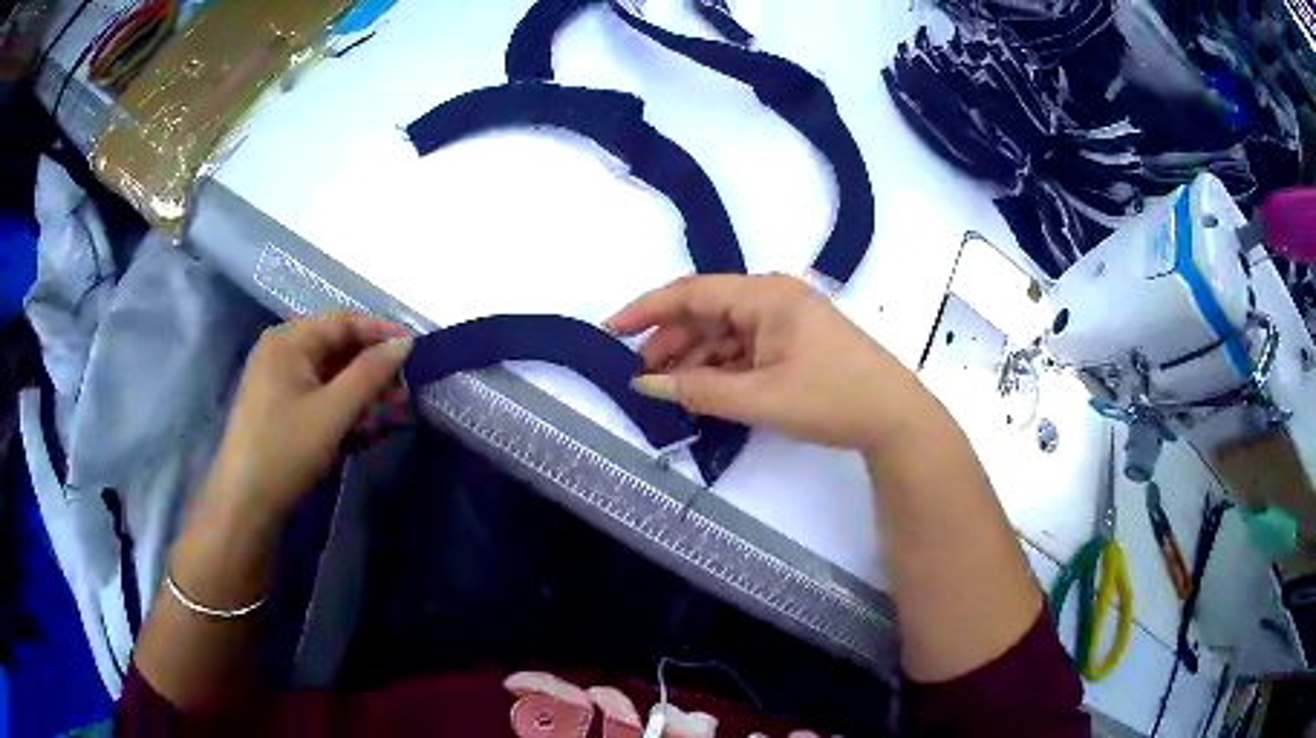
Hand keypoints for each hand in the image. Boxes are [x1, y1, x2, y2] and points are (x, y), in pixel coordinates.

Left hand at [204, 313, 412, 521]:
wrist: (246, 505)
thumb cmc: (287, 451)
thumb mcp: (333, 411)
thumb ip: (370, 373)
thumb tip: (405, 343)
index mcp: (288, 341)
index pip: (342, 322)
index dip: (380, 333)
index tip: (415, 351)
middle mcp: (280, 353)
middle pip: (335, 348)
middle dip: (372, 368)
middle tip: (405, 392)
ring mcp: (277, 382)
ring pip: (328, 375)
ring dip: (360, 391)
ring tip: (390, 414)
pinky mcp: (279, 409)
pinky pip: (317, 396)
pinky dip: (342, 408)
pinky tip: (362, 428)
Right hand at [608, 274, 930, 452]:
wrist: (894, 418)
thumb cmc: (830, 398)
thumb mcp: (759, 398)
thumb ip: (698, 390)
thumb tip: (644, 385)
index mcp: (765, 295)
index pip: (692, 292)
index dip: (647, 310)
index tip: (611, 330)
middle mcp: (773, 297)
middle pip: (708, 311)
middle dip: (672, 341)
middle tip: (643, 376)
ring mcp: (787, 320)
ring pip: (726, 332)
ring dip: (696, 358)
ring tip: (670, 388)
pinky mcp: (796, 342)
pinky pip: (746, 347)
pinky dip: (723, 367)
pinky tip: (706, 389)